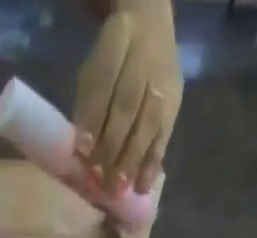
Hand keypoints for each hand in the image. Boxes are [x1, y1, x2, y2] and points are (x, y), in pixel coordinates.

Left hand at [73, 1, 181, 195]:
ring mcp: (164, 81)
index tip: (82, 149)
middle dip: (112, 146)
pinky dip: (152, 164)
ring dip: (132, 161)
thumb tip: (81, 149)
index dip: (94, 117)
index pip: (105, 81)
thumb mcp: (92, 71)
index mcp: (118, 41)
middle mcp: (146, 59)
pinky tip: (141, 187)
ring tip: (118, 190)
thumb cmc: (111, 63)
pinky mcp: (175, 103)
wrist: (149, 27)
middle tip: (99, 179)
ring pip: (148, 123)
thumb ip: (87, 105)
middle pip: (128, 106)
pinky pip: (164, 135)